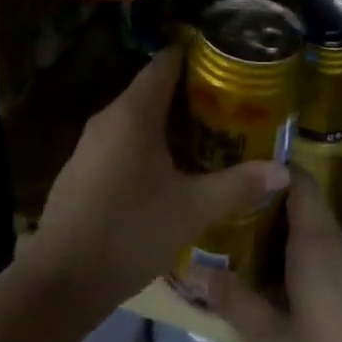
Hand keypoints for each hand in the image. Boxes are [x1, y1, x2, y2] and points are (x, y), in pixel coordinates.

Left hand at [27, 46, 289, 323]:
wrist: (58, 283)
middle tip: (226, 109)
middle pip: (152, 90)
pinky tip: (165, 174)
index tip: (225, 64)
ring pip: (135, 119)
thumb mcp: (192, 210)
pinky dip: (144, 146)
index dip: (194, 57)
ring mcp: (88, 144)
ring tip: (204, 140)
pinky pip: (119, 142)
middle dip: (188, 96)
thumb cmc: (129, 232)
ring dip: (166, 125)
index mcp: (134, 112)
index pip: (165, 63)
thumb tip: (282, 171)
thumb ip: (237, 186)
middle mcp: (108, 117)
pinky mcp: (79, 170)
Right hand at [205, 169, 341, 341]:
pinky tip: (274, 285)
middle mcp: (340, 243)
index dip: (272, 171)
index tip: (238, 174)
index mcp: (317, 243)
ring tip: (241, 249)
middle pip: (303, 205)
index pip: (299, 180)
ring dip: (281, 236)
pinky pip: (327, 256)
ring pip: (315, 232)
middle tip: (227, 216)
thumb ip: (235, 301)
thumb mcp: (271, 341)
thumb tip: (195, 272)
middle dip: (267, 208)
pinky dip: (300, 258)